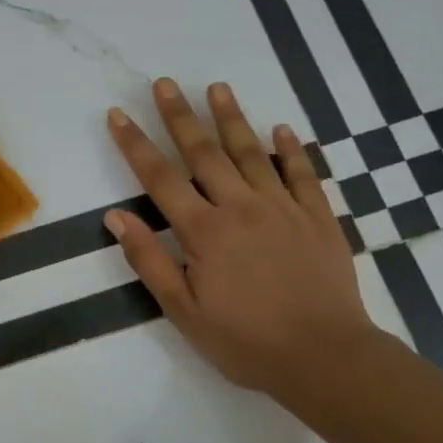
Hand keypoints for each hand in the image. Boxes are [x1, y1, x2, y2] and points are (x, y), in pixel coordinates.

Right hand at [104, 78, 375, 398]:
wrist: (326, 359)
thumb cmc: (247, 341)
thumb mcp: (184, 311)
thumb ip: (149, 260)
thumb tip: (116, 217)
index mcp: (205, 231)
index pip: (160, 178)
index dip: (135, 144)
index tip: (117, 114)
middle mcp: (241, 207)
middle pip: (204, 152)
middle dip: (180, 115)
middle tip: (164, 83)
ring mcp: (283, 209)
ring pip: (253, 153)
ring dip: (232, 118)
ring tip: (217, 87)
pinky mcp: (318, 219)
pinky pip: (304, 175)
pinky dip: (293, 150)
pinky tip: (283, 129)